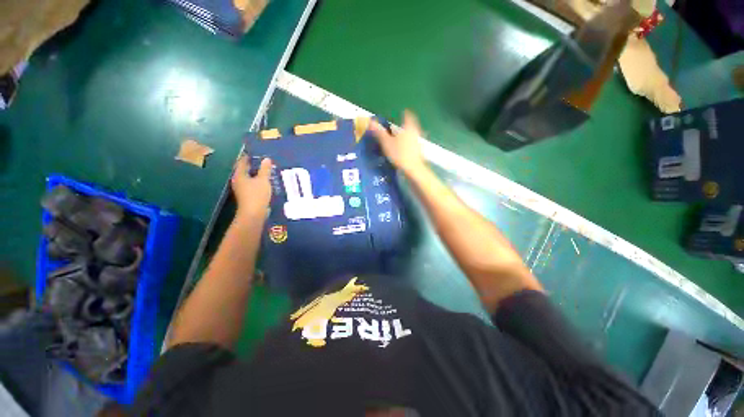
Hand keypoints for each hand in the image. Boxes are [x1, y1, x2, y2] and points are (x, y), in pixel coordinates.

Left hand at [231, 155, 271, 219]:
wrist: (254, 213)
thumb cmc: (257, 194)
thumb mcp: (263, 180)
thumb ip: (265, 169)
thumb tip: (266, 159)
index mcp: (239, 175)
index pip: (242, 162)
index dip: (248, 156)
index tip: (256, 152)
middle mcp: (238, 181)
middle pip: (245, 170)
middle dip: (254, 165)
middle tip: (264, 160)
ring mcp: (242, 189)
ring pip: (250, 178)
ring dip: (257, 174)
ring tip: (267, 170)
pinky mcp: (248, 195)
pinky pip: (253, 185)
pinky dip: (258, 181)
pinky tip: (266, 181)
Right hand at [369, 110, 425, 174]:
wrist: (413, 169)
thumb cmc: (399, 154)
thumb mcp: (386, 142)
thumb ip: (379, 132)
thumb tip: (370, 121)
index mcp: (409, 127)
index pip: (408, 116)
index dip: (404, 114)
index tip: (401, 113)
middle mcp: (415, 132)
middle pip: (410, 125)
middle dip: (404, 126)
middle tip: (397, 127)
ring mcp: (418, 142)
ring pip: (411, 135)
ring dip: (405, 135)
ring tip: (398, 138)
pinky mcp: (419, 151)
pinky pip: (412, 144)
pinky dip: (407, 144)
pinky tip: (402, 149)